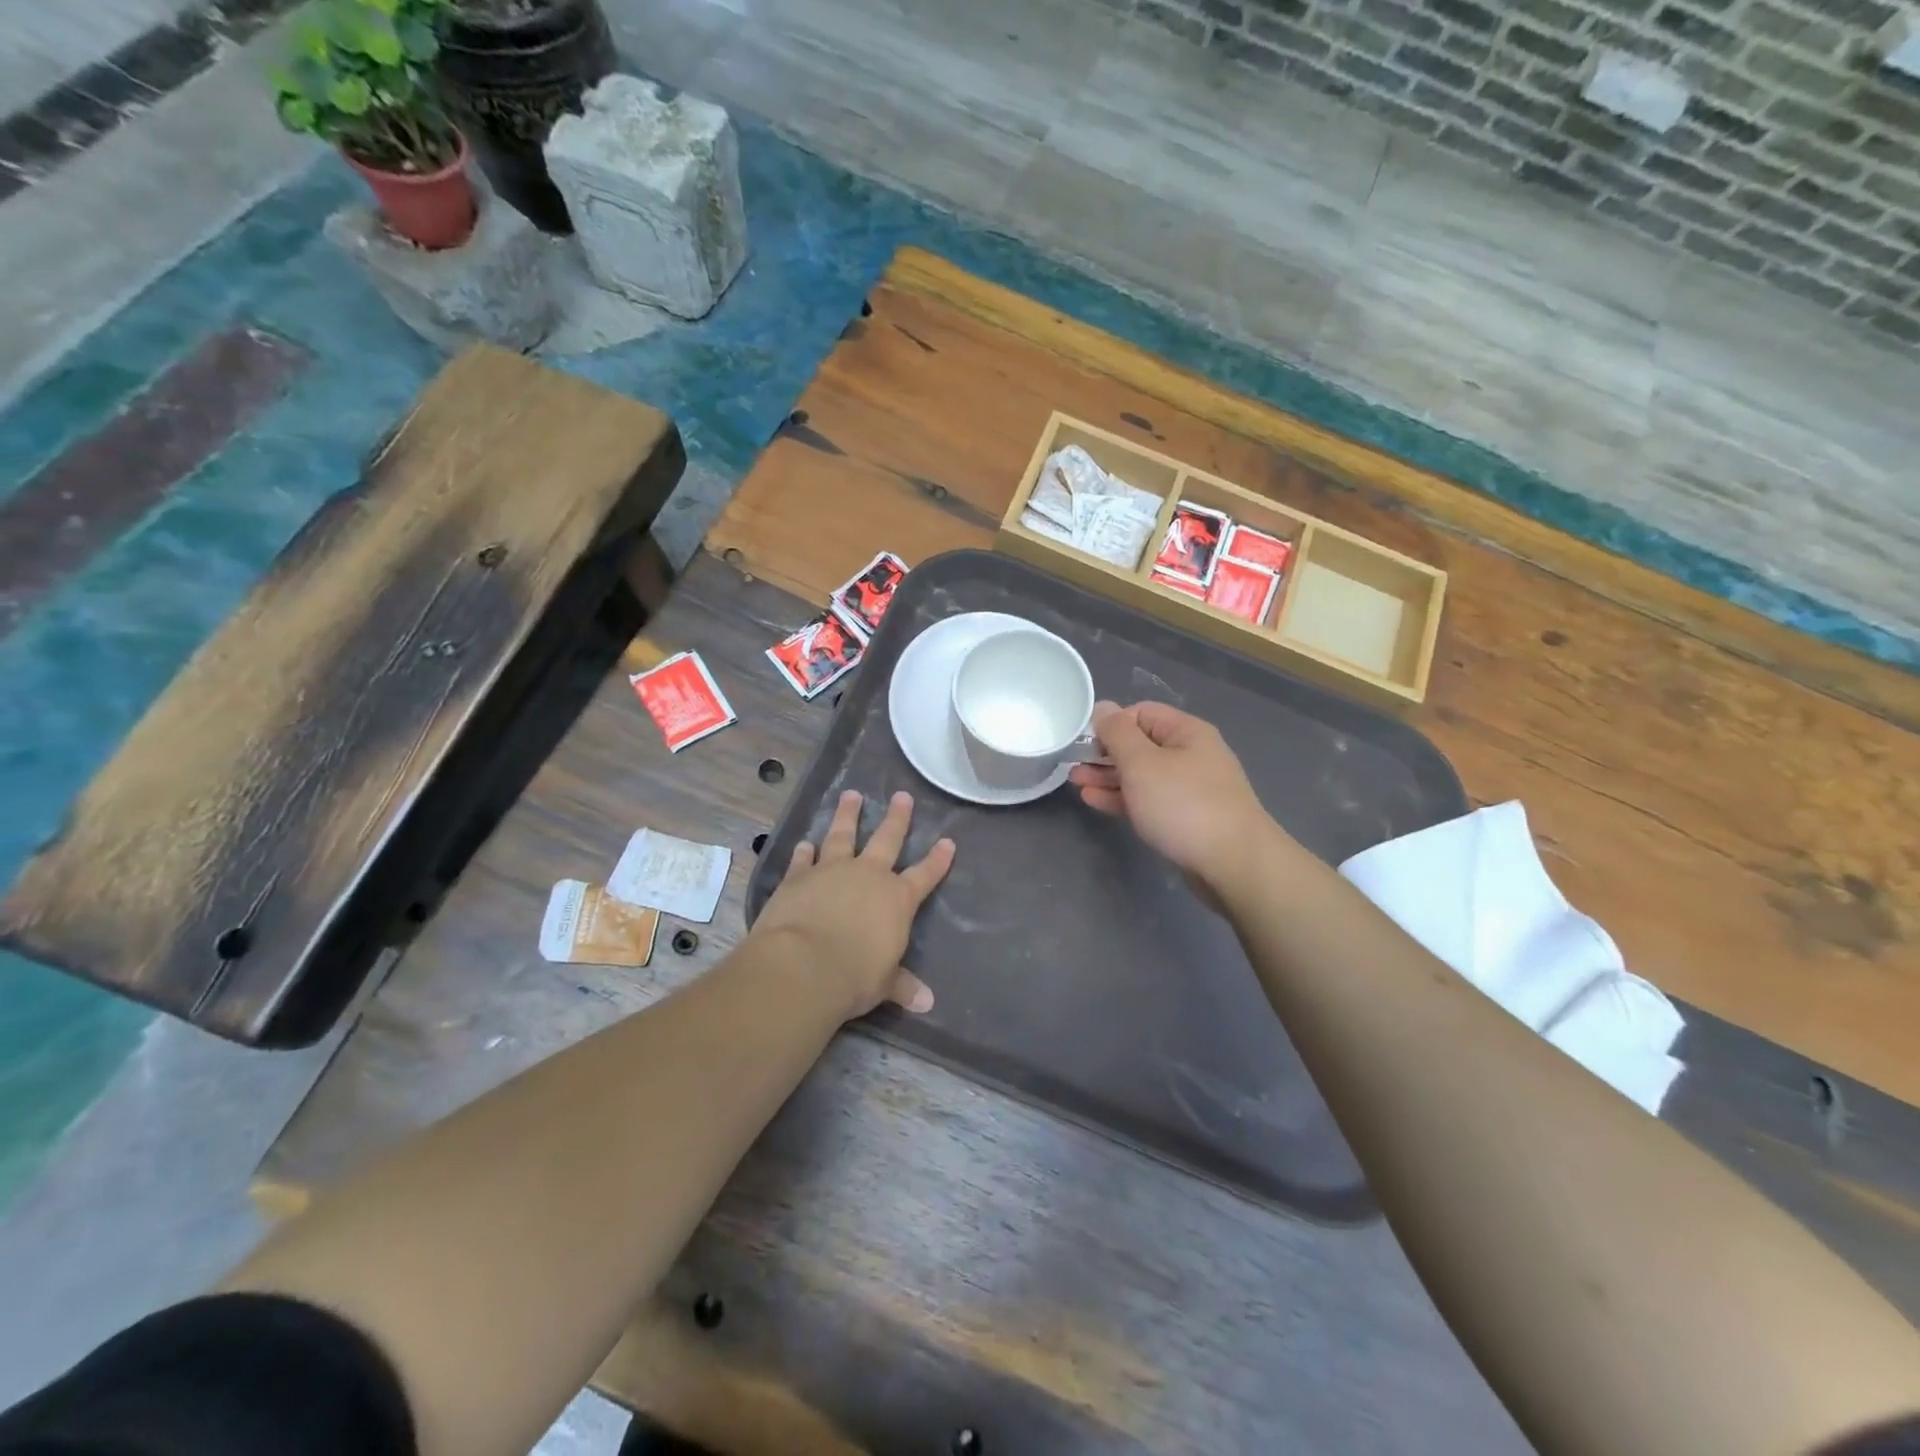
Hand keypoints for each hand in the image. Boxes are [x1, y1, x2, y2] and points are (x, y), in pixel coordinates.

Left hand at [750, 789, 955, 1020]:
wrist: (802, 965)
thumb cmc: (854, 977)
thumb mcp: (884, 984)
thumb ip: (903, 986)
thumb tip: (927, 1003)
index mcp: (897, 899)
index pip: (925, 875)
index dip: (938, 860)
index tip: (948, 841)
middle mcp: (868, 876)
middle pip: (887, 839)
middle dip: (897, 818)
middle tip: (902, 795)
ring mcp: (831, 870)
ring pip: (843, 834)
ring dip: (848, 815)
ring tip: (851, 795)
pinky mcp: (798, 877)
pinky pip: (803, 859)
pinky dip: (804, 851)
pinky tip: (805, 842)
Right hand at [1069, 701, 1276, 891]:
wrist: (1233, 864)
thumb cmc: (1183, 805)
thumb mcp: (1142, 763)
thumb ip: (1117, 733)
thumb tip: (1103, 707)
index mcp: (1186, 732)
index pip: (1141, 712)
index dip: (1110, 723)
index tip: (1083, 741)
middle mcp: (1191, 755)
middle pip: (1140, 744)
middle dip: (1104, 752)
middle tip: (1072, 764)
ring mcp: (1190, 788)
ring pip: (1142, 774)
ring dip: (1108, 776)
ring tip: (1076, 782)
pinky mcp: (1186, 818)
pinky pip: (1148, 799)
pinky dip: (1122, 798)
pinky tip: (1096, 801)